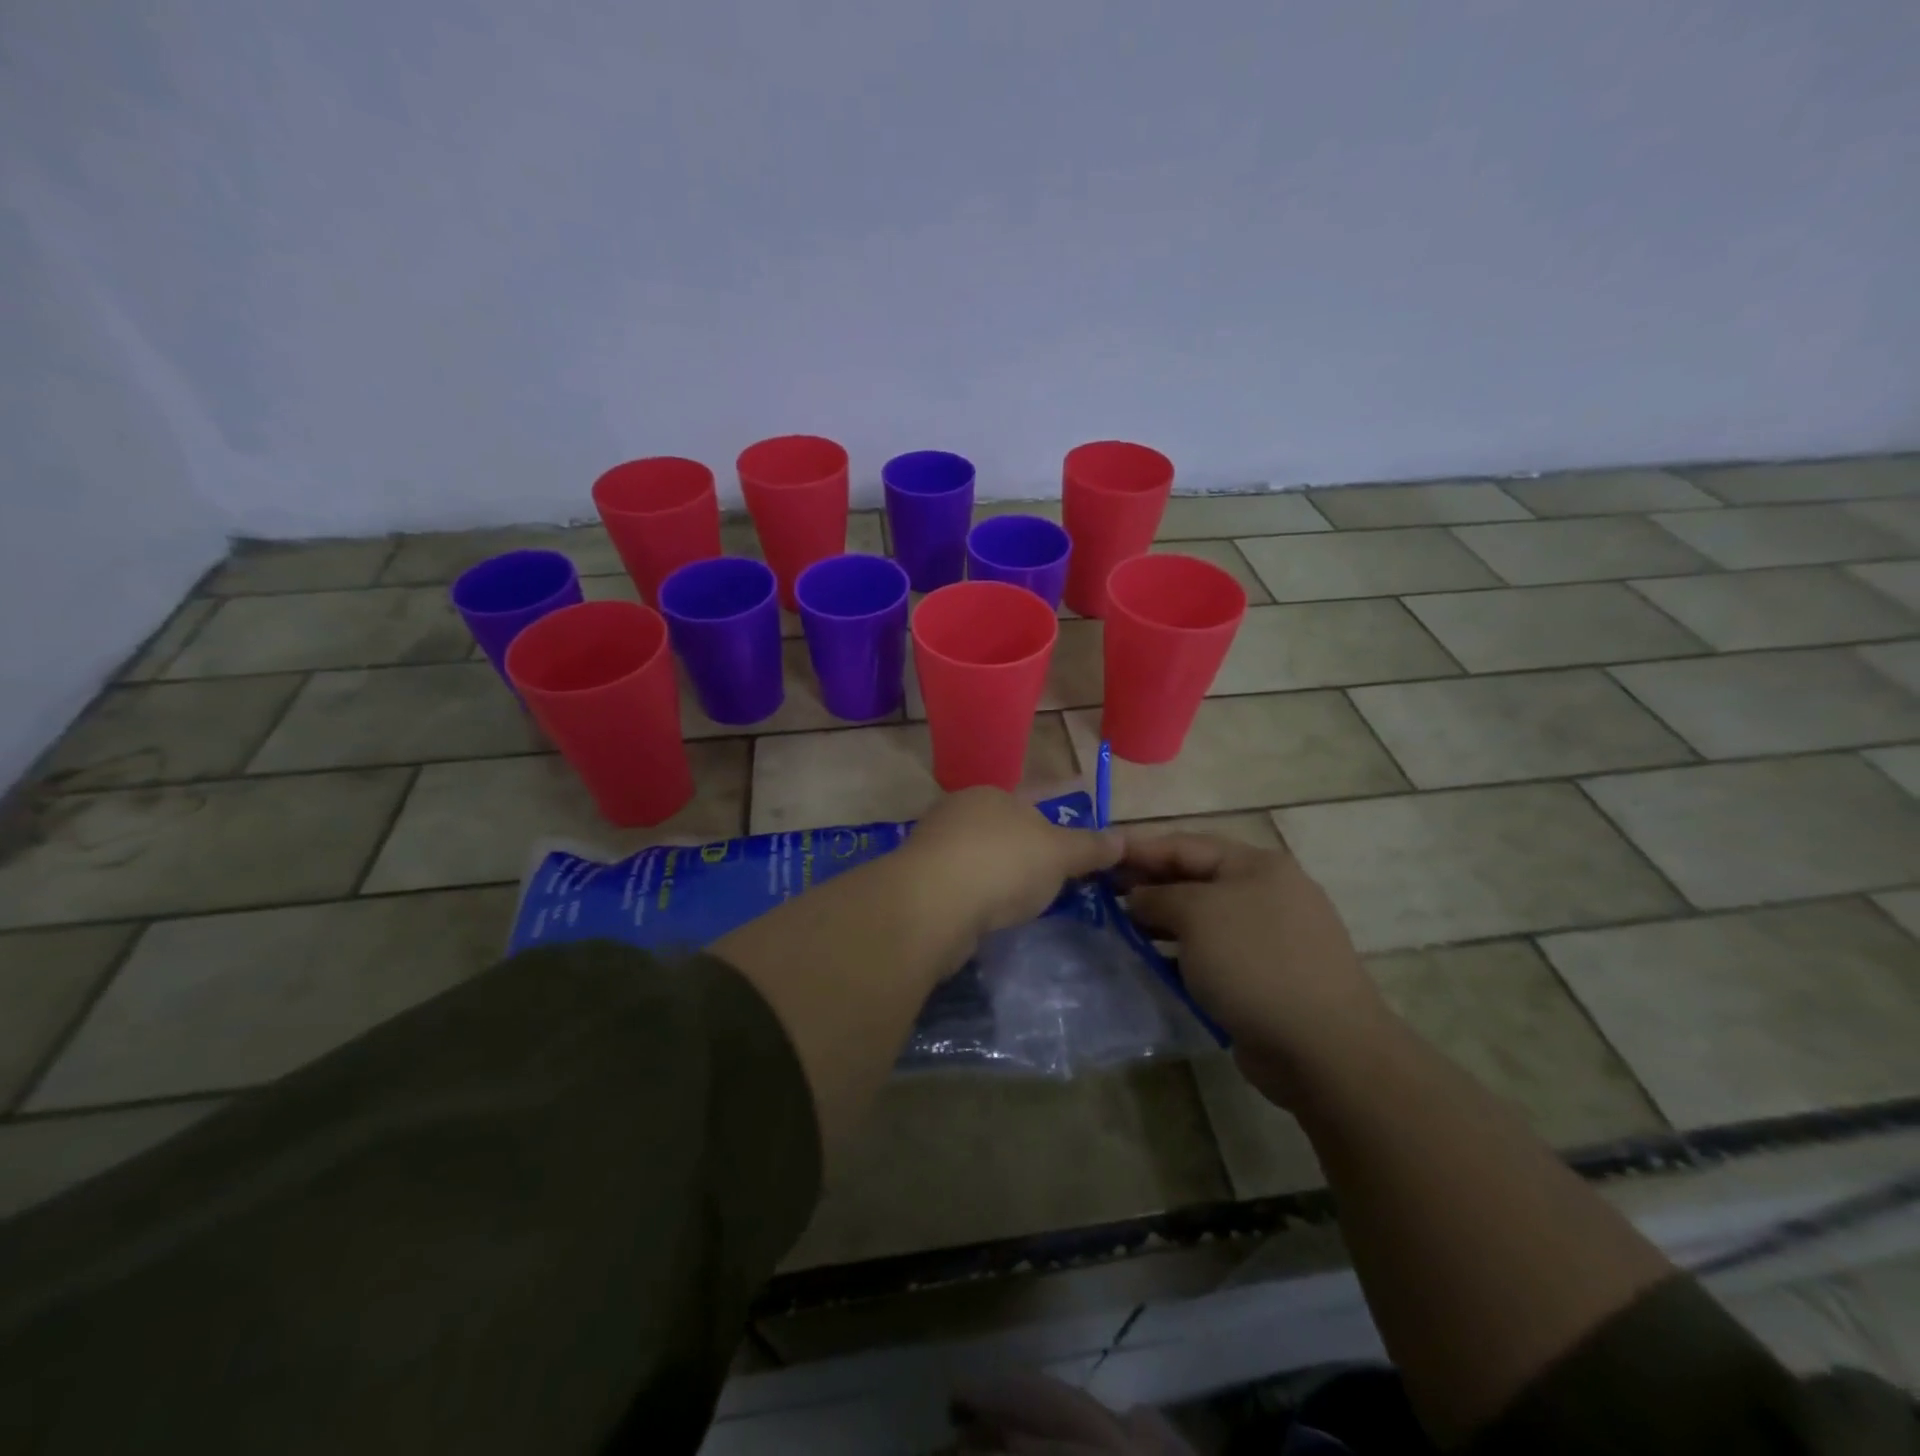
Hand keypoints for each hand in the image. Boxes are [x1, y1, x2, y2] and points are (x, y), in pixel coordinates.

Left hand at [904, 787, 1124, 944]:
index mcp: (994, 794)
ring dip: (1004, 870)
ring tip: (1030, 895)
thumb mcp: (1058, 854)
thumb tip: (1123, 838)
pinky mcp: (921, 882)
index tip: (1075, 823)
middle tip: (1059, 867)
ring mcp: (936, 846)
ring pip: (982, 853)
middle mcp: (961, 811)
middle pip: (1006, 825)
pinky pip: (964, 882)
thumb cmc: (1002, 865)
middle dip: (1031, 841)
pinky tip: (993, 912)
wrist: (930, 905)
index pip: (1037, 795)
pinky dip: (982, 893)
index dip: (1061, 805)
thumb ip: (1090, 846)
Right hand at [1121, 832, 1389, 1103]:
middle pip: (1195, 880)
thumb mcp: (1196, 915)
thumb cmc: (1254, 963)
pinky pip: (1215, 954)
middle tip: (1101, 896)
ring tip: (1120, 930)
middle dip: (1148, 886)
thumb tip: (1137, 897)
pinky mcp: (1269, 977)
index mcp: (1256, 866)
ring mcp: (1271, 938)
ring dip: (1162, 923)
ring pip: (1204, 920)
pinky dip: (1184, 955)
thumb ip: (1158, 897)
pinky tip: (1154, 964)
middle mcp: (1267, 894)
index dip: (1139, 849)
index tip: (1098, 856)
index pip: (1186, 845)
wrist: (1324, 1048)